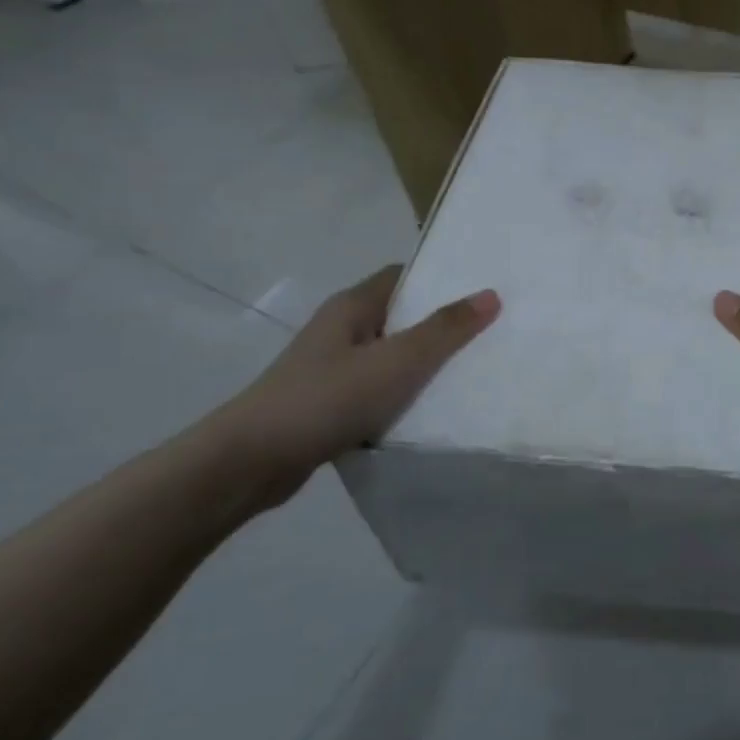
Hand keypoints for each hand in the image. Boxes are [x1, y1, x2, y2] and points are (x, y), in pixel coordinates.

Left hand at [204, 266, 499, 506]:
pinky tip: (429, 410)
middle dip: (440, 324)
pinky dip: (402, 394)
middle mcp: (341, 329)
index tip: (482, 291)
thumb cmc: (326, 399)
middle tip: (488, 332)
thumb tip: (490, 294)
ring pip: (390, 355)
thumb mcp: (397, 361)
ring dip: (423, 363)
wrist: (250, 462)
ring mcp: (331, 367)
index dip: (442, 279)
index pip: (404, 276)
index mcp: (353, 306)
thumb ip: (445, 330)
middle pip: (401, 315)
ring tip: (471, 372)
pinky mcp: (327, 402)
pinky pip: (377, 387)